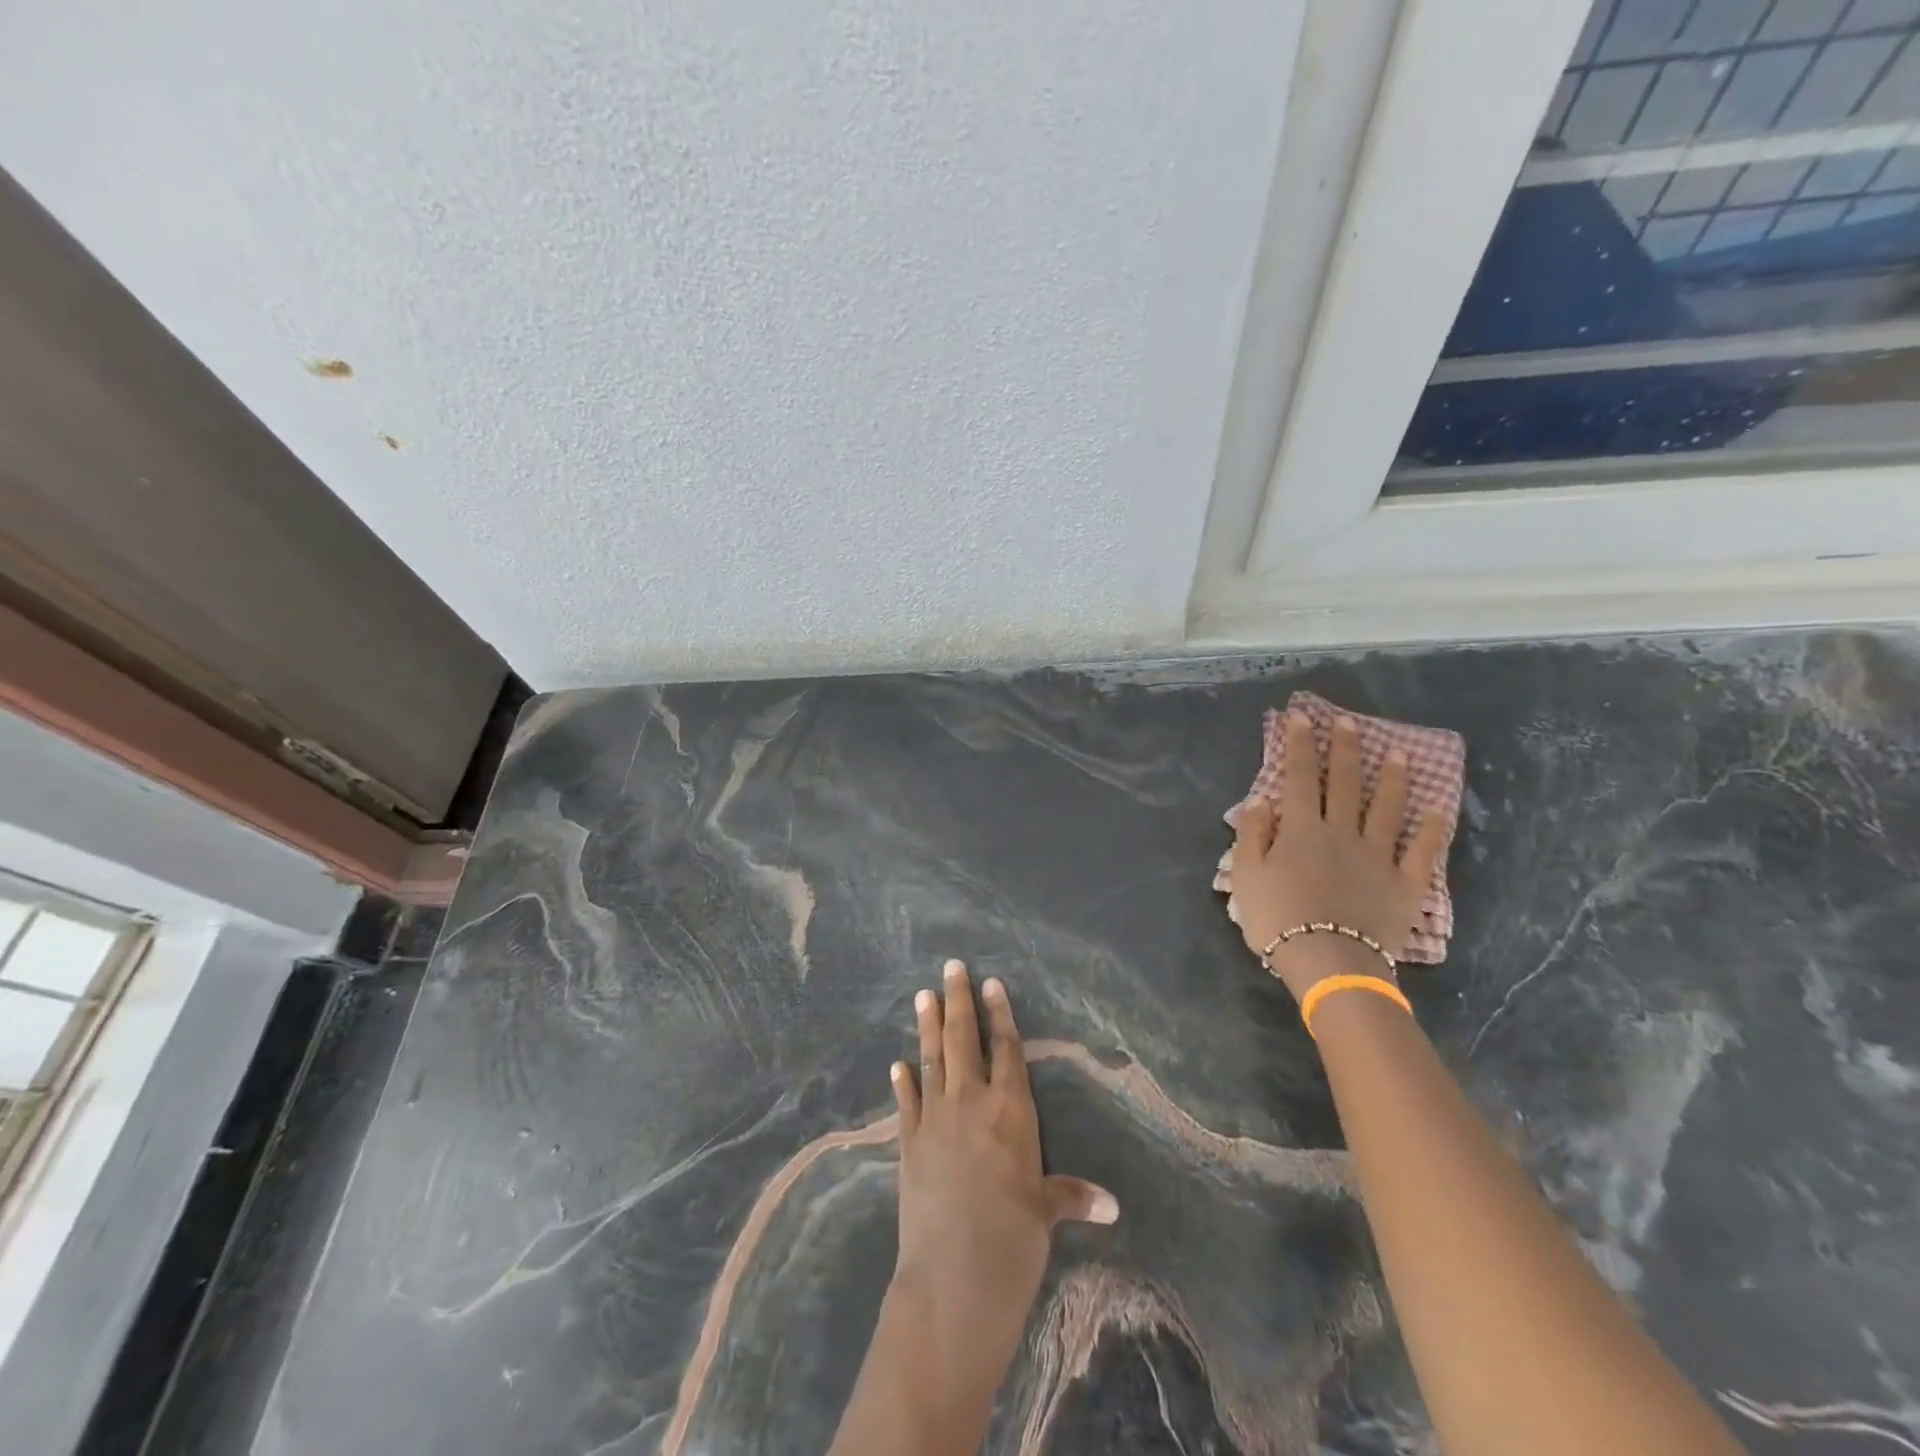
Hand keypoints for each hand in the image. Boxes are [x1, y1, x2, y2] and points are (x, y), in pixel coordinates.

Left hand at [890, 962, 1117, 1364]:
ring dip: (927, 1026)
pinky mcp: (908, 1143)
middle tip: (951, 966)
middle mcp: (971, 1102)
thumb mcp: (1046, 1214)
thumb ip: (1072, 1196)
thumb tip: (1112, 1205)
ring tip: (922, 995)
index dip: (1000, 1014)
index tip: (991, 983)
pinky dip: (902, 1081)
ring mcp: (935, 1119)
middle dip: (958, 1001)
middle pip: (964, 1040)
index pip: (1007, 1049)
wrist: (953, 1278)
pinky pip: (906, 1102)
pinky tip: (898, 1063)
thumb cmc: (1013, 1240)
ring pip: (932, 1059)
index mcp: (1011, 1110)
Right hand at [1229, 711, 1447, 1000]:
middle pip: (1345, 784)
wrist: (1329, 962)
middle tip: (1349, 723)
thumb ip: (1253, 835)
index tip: (1302, 717)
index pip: (1300, 777)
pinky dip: (1433, 829)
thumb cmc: (1278, 919)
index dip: (1301, 745)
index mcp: (1301, 829)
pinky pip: (1422, 851)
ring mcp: (1378, 856)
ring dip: (1393, 778)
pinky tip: (1440, 808)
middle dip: (1346, 750)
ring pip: (1387, 808)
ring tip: (1400, 752)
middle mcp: (1342, 832)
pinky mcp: (1405, 883)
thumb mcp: (1246, 876)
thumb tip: (1262, 800)